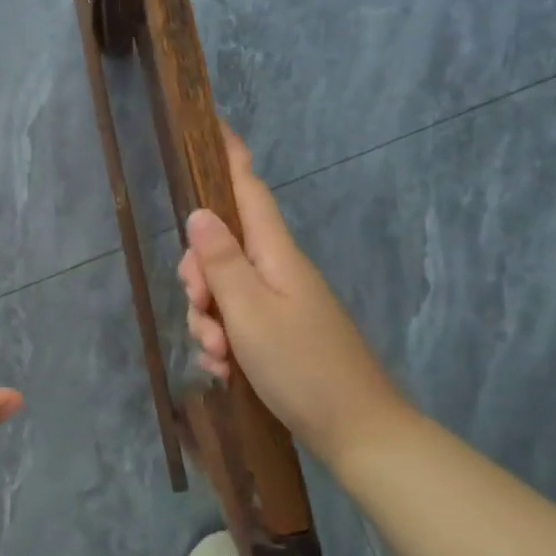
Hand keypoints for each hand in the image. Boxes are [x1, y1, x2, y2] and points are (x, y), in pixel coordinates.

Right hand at [177, 127, 408, 461]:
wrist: (357, 433)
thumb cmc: (303, 367)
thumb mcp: (250, 313)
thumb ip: (221, 262)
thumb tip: (199, 213)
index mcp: (275, 254)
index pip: (248, 190)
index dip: (229, 157)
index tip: (213, 122)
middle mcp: (277, 271)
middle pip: (221, 248)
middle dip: (198, 277)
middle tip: (203, 310)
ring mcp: (279, 304)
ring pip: (223, 291)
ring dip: (208, 321)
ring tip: (220, 357)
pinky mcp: (277, 334)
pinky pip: (236, 323)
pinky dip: (224, 343)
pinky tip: (226, 371)